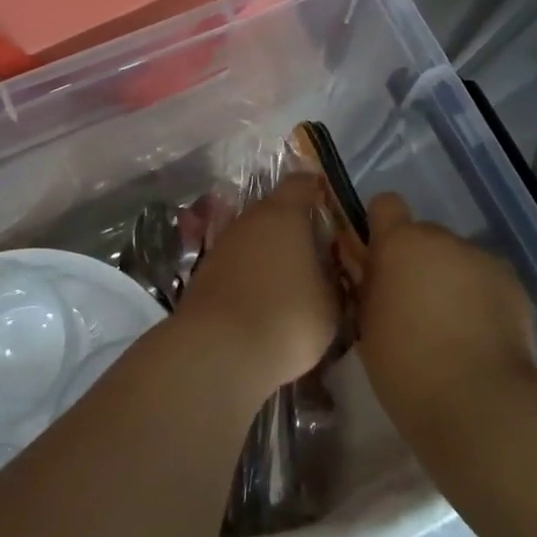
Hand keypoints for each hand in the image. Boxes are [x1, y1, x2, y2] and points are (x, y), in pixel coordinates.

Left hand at [174, 177, 340, 399]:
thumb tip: (330, 269)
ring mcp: (222, 245)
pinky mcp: (203, 273)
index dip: (318, 191)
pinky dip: (250, 275)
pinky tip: (263, 300)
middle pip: (275, 210)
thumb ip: (333, 276)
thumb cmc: (287, 318)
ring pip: (252, 238)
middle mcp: (248, 220)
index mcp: (283, 214)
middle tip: (317, 252)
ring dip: (270, 252)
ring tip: (291, 281)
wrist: (217, 353)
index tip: (333, 208)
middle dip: (295, 227)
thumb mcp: (331, 303)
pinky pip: (236, 264)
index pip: (302, 183)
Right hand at [355, 194, 536, 440]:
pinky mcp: (513, 284)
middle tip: (415, 307)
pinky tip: (479, 337)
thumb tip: (369, 268)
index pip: (386, 204)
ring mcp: (482, 259)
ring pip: (457, 260)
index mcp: (399, 244)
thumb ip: (368, 286)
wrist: (478, 403)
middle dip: (418, 262)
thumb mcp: (367, 325)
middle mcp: (443, 239)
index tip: (380, 259)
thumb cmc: (405, 368)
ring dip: (450, 280)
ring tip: (452, 329)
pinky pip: (486, 281)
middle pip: (425, 236)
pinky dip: (480, 299)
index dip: (382, 227)